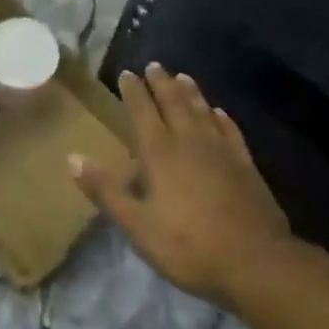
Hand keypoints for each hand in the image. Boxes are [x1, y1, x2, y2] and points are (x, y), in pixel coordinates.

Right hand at [71, 62, 294, 311]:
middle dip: (161, 83)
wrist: (256, 263)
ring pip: (202, 111)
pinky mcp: (245, 165)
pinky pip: (230, 131)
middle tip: (154, 66)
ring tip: (183, 77)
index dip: (133, 91)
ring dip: (191, 92)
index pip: (142, 110)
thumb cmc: (188, 245)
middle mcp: (189, 141)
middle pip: (173, 102)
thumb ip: (105, 190)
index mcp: (159, 151)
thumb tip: (72, 158)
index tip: (126, 73)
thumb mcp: (137, 224)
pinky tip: (219, 113)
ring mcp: (221, 151)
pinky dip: (222, 118)